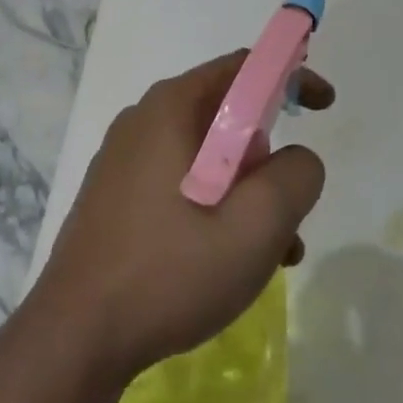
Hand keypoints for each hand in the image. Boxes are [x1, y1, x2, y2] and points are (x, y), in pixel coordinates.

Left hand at [25, 52, 332, 388]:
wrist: (77, 334)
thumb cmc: (170, 272)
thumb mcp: (256, 225)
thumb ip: (296, 176)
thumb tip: (297, 160)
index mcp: (170, 108)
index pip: (243, 67)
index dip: (292, 77)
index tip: (325, 108)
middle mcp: (142, 121)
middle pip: (227, 116)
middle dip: (270, 158)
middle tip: (288, 211)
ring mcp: (123, 160)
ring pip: (208, 158)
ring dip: (248, 195)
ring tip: (272, 255)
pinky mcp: (116, 196)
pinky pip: (181, 184)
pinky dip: (216, 209)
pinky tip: (228, 263)